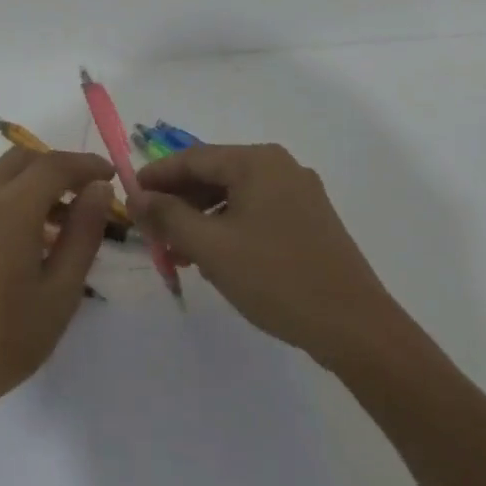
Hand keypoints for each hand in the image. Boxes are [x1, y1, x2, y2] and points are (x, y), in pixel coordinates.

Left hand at [0, 148, 115, 421]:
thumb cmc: (5, 338)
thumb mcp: (60, 292)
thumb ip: (83, 234)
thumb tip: (99, 190)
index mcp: (11, 207)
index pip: (55, 165)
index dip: (87, 165)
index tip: (111, 175)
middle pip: (24, 159)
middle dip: (59, 167)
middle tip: (87, 195)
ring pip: (1, 174)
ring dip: (33, 182)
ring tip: (60, 221)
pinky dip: (11, 197)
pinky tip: (25, 237)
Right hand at [132, 143, 404, 368]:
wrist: (356, 328)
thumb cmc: (277, 278)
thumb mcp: (211, 247)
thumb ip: (168, 216)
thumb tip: (136, 195)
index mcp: (257, 161)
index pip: (192, 158)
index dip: (155, 177)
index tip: (128, 198)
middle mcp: (280, 166)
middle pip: (214, 174)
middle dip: (178, 202)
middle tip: (150, 230)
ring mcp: (299, 193)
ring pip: (234, 196)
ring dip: (201, 219)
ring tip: (177, 251)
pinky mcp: (310, 221)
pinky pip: (256, 212)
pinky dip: (228, 228)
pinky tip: (215, 258)